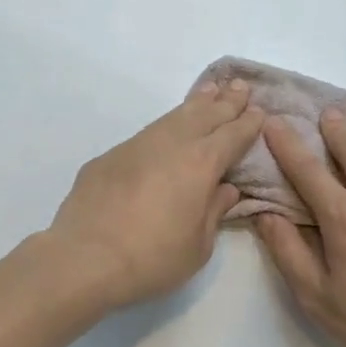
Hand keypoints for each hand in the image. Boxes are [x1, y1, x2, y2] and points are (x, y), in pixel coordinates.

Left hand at [48, 78, 265, 309]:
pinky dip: (164, 127)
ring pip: (172, 117)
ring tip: (208, 91)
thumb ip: (214, 211)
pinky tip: (166, 131)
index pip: (232, 135)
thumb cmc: (153, 259)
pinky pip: (146, 134)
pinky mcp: (109, 158)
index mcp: (201, 164)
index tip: (259, 111)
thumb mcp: (199, 246)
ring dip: (195, 104)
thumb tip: (224, 189)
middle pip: (205, 115)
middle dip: (226, 102)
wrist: (85, 259)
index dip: (248, 123)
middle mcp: (170, 145)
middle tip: (240, 86)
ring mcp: (136, 147)